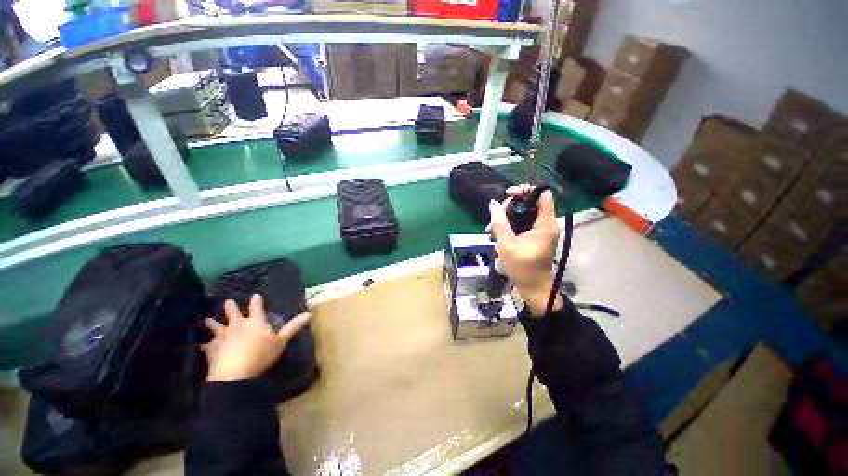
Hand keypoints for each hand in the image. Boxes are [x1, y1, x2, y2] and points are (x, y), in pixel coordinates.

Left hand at [203, 294, 312, 381]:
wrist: (234, 373)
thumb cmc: (261, 355)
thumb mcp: (281, 341)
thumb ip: (294, 327)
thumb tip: (309, 313)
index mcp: (255, 322)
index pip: (257, 307)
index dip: (256, 301)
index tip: (255, 295)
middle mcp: (237, 325)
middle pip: (233, 313)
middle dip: (231, 306)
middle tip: (228, 301)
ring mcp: (222, 336)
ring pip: (215, 326)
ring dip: (212, 322)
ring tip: (207, 319)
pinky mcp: (211, 349)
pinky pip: (205, 345)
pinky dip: (203, 344)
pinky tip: (199, 344)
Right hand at [487, 185, 562, 316]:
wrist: (533, 287)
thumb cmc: (523, 267)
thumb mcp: (507, 244)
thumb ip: (499, 223)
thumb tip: (493, 203)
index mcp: (545, 224)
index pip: (543, 194)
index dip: (525, 190)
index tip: (508, 195)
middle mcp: (546, 224)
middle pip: (530, 202)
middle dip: (510, 206)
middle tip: (495, 218)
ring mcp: (541, 230)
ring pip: (524, 213)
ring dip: (506, 217)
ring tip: (491, 228)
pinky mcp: (535, 237)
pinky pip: (523, 223)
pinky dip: (510, 225)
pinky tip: (496, 233)